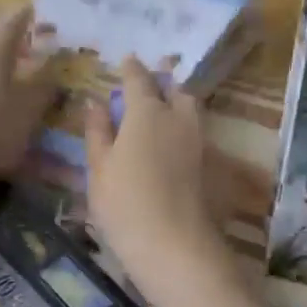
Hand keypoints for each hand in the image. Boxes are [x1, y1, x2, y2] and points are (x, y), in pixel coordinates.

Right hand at [83, 59, 232, 304]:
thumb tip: (96, 102)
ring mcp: (199, 140)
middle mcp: (178, 117)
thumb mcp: (99, 168)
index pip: (139, 78)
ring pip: (190, 109)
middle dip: (161, 84)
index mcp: (147, 111)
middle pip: (174, 90)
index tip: (126, 60)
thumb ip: (98, 131)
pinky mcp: (211, 163)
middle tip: (146, 90)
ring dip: (176, 104)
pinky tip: (170, 146)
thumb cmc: (125, 204)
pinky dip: (183, 129)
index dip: (131, 68)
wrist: (175, 245)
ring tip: (158, 117)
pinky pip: (196, 133)